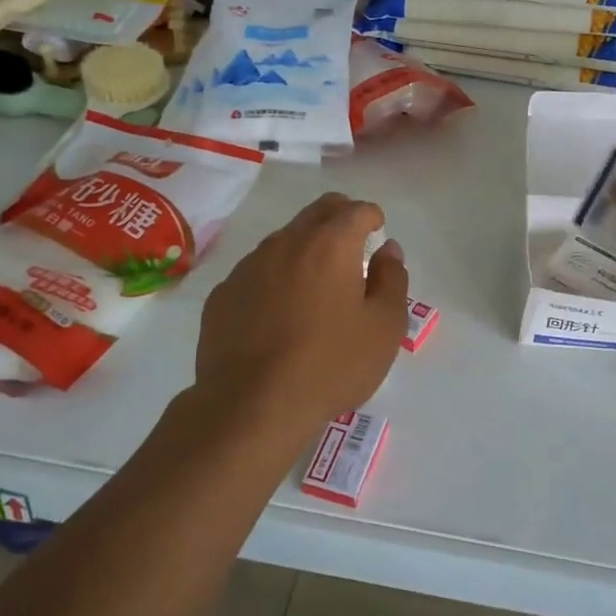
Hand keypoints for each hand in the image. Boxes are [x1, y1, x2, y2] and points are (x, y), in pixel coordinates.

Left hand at [195, 193, 409, 432]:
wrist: (251, 406)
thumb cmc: (331, 365)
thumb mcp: (384, 327)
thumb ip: (392, 280)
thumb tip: (388, 250)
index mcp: (330, 244)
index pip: (356, 210)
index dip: (372, 217)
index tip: (377, 232)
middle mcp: (286, 243)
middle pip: (317, 213)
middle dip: (339, 218)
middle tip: (352, 244)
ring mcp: (248, 267)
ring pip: (283, 241)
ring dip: (304, 250)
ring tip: (315, 285)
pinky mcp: (223, 295)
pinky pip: (256, 273)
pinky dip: (274, 279)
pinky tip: (278, 314)